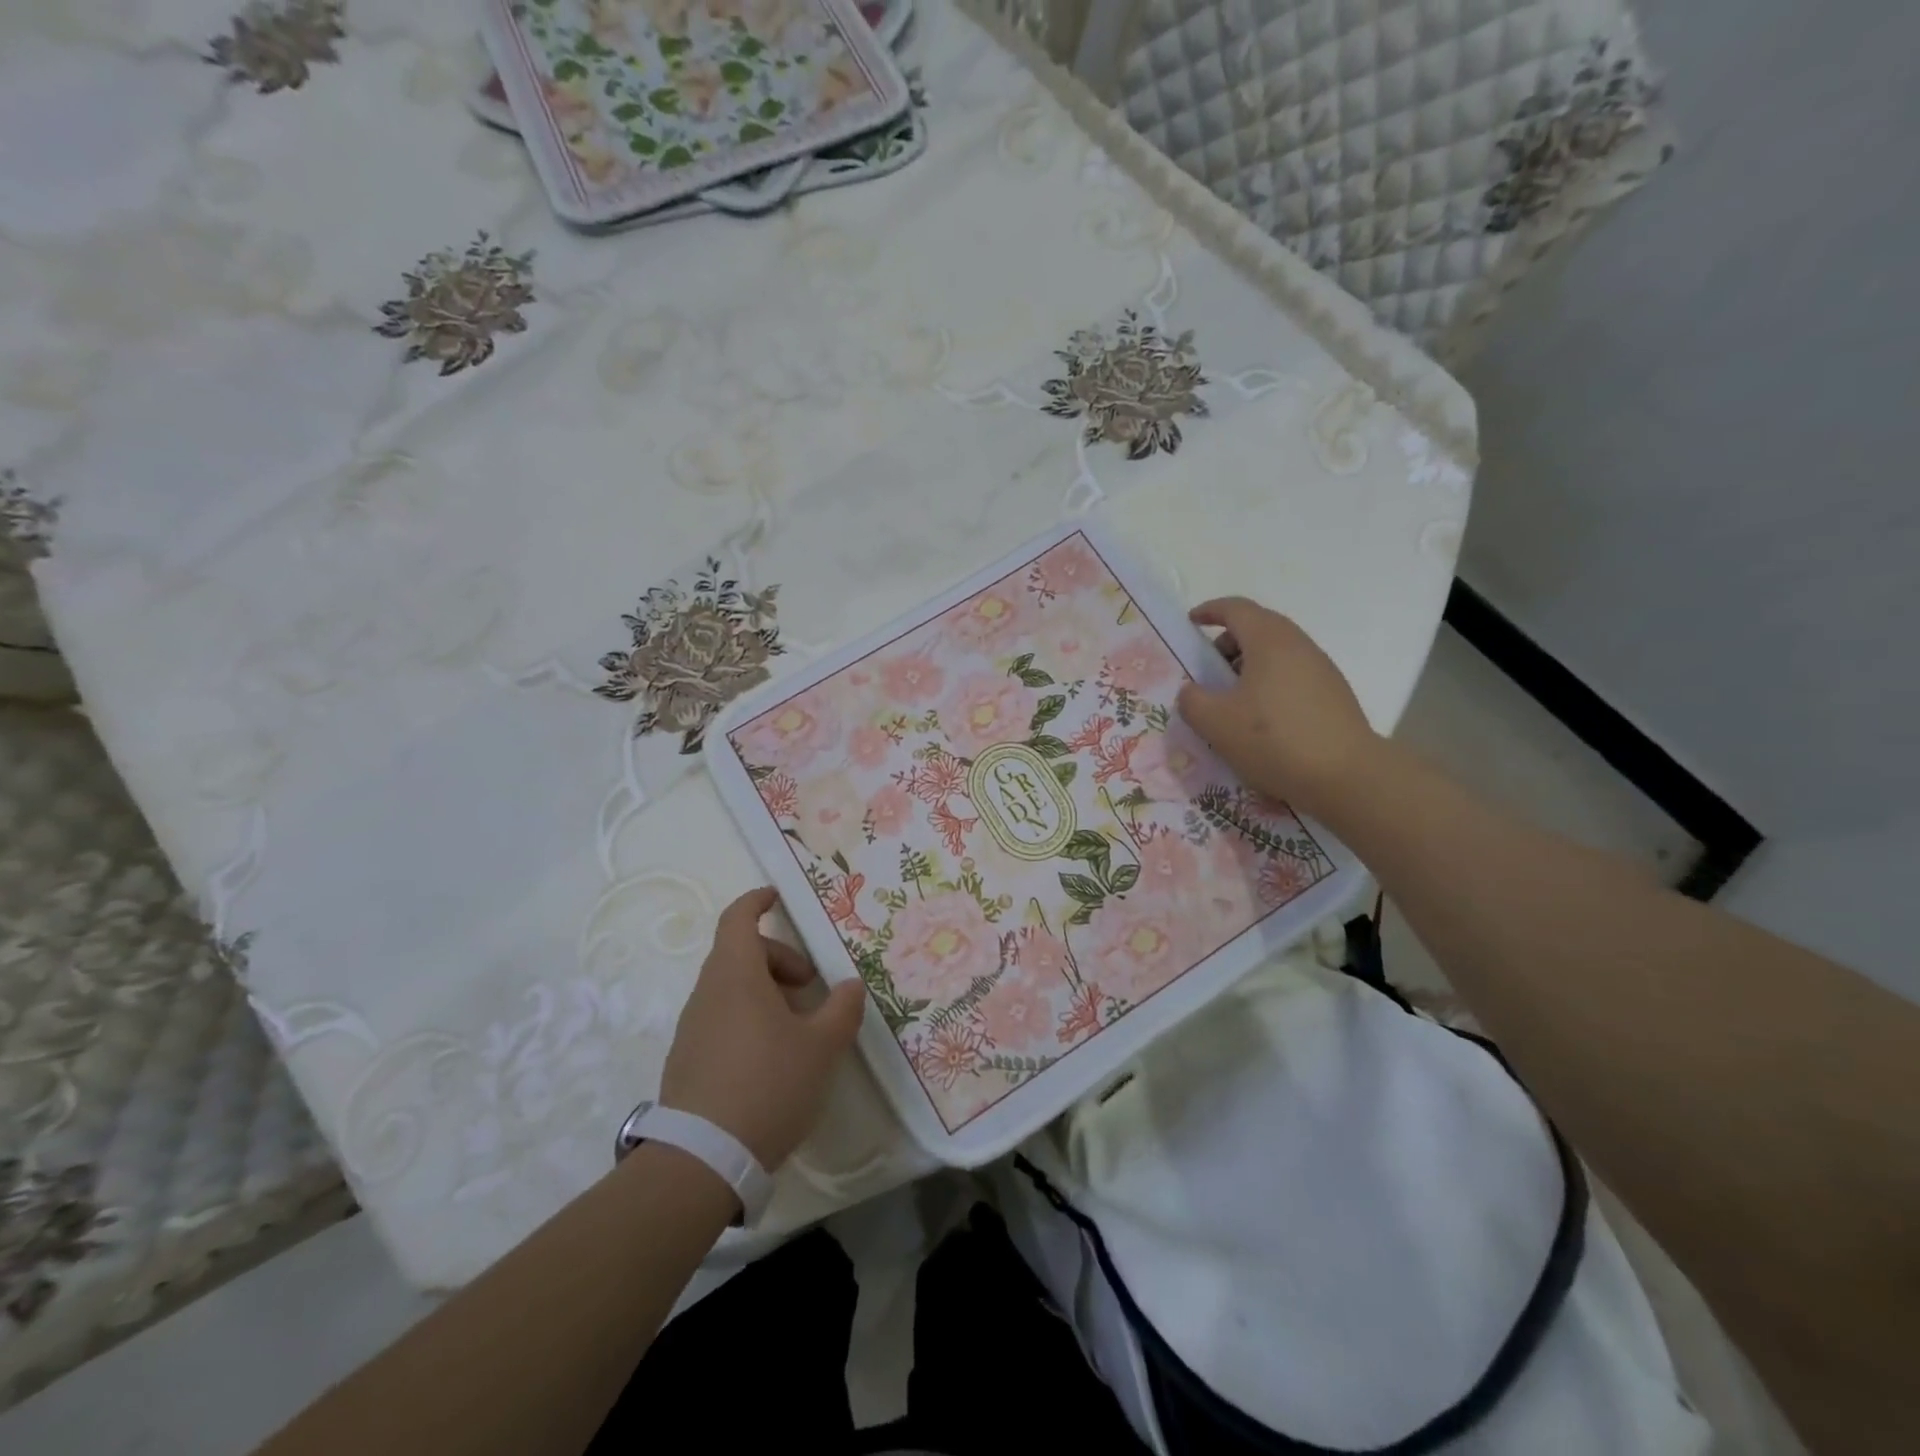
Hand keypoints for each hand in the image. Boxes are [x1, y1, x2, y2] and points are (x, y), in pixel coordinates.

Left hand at [659, 888, 866, 1170]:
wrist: (701, 1160)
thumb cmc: (768, 1085)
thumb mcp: (821, 1047)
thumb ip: (842, 1009)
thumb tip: (850, 985)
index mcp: (736, 975)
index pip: (738, 918)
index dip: (757, 901)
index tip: (778, 897)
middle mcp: (707, 993)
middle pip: (739, 954)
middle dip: (778, 958)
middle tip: (809, 986)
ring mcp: (692, 1028)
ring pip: (730, 989)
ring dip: (765, 993)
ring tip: (797, 1028)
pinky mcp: (686, 1061)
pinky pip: (720, 1019)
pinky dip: (747, 1019)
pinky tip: (771, 1059)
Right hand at [1176, 597, 1380, 822]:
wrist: (1347, 776)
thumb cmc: (1273, 739)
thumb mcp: (1215, 722)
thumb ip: (1192, 700)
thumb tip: (1191, 691)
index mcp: (1269, 640)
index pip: (1236, 609)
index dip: (1209, 611)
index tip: (1191, 623)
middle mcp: (1298, 645)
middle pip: (1258, 628)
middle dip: (1228, 643)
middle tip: (1207, 671)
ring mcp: (1321, 669)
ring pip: (1276, 653)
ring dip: (1249, 667)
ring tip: (1231, 701)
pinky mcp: (1333, 694)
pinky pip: (1292, 675)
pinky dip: (1269, 684)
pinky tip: (1261, 720)